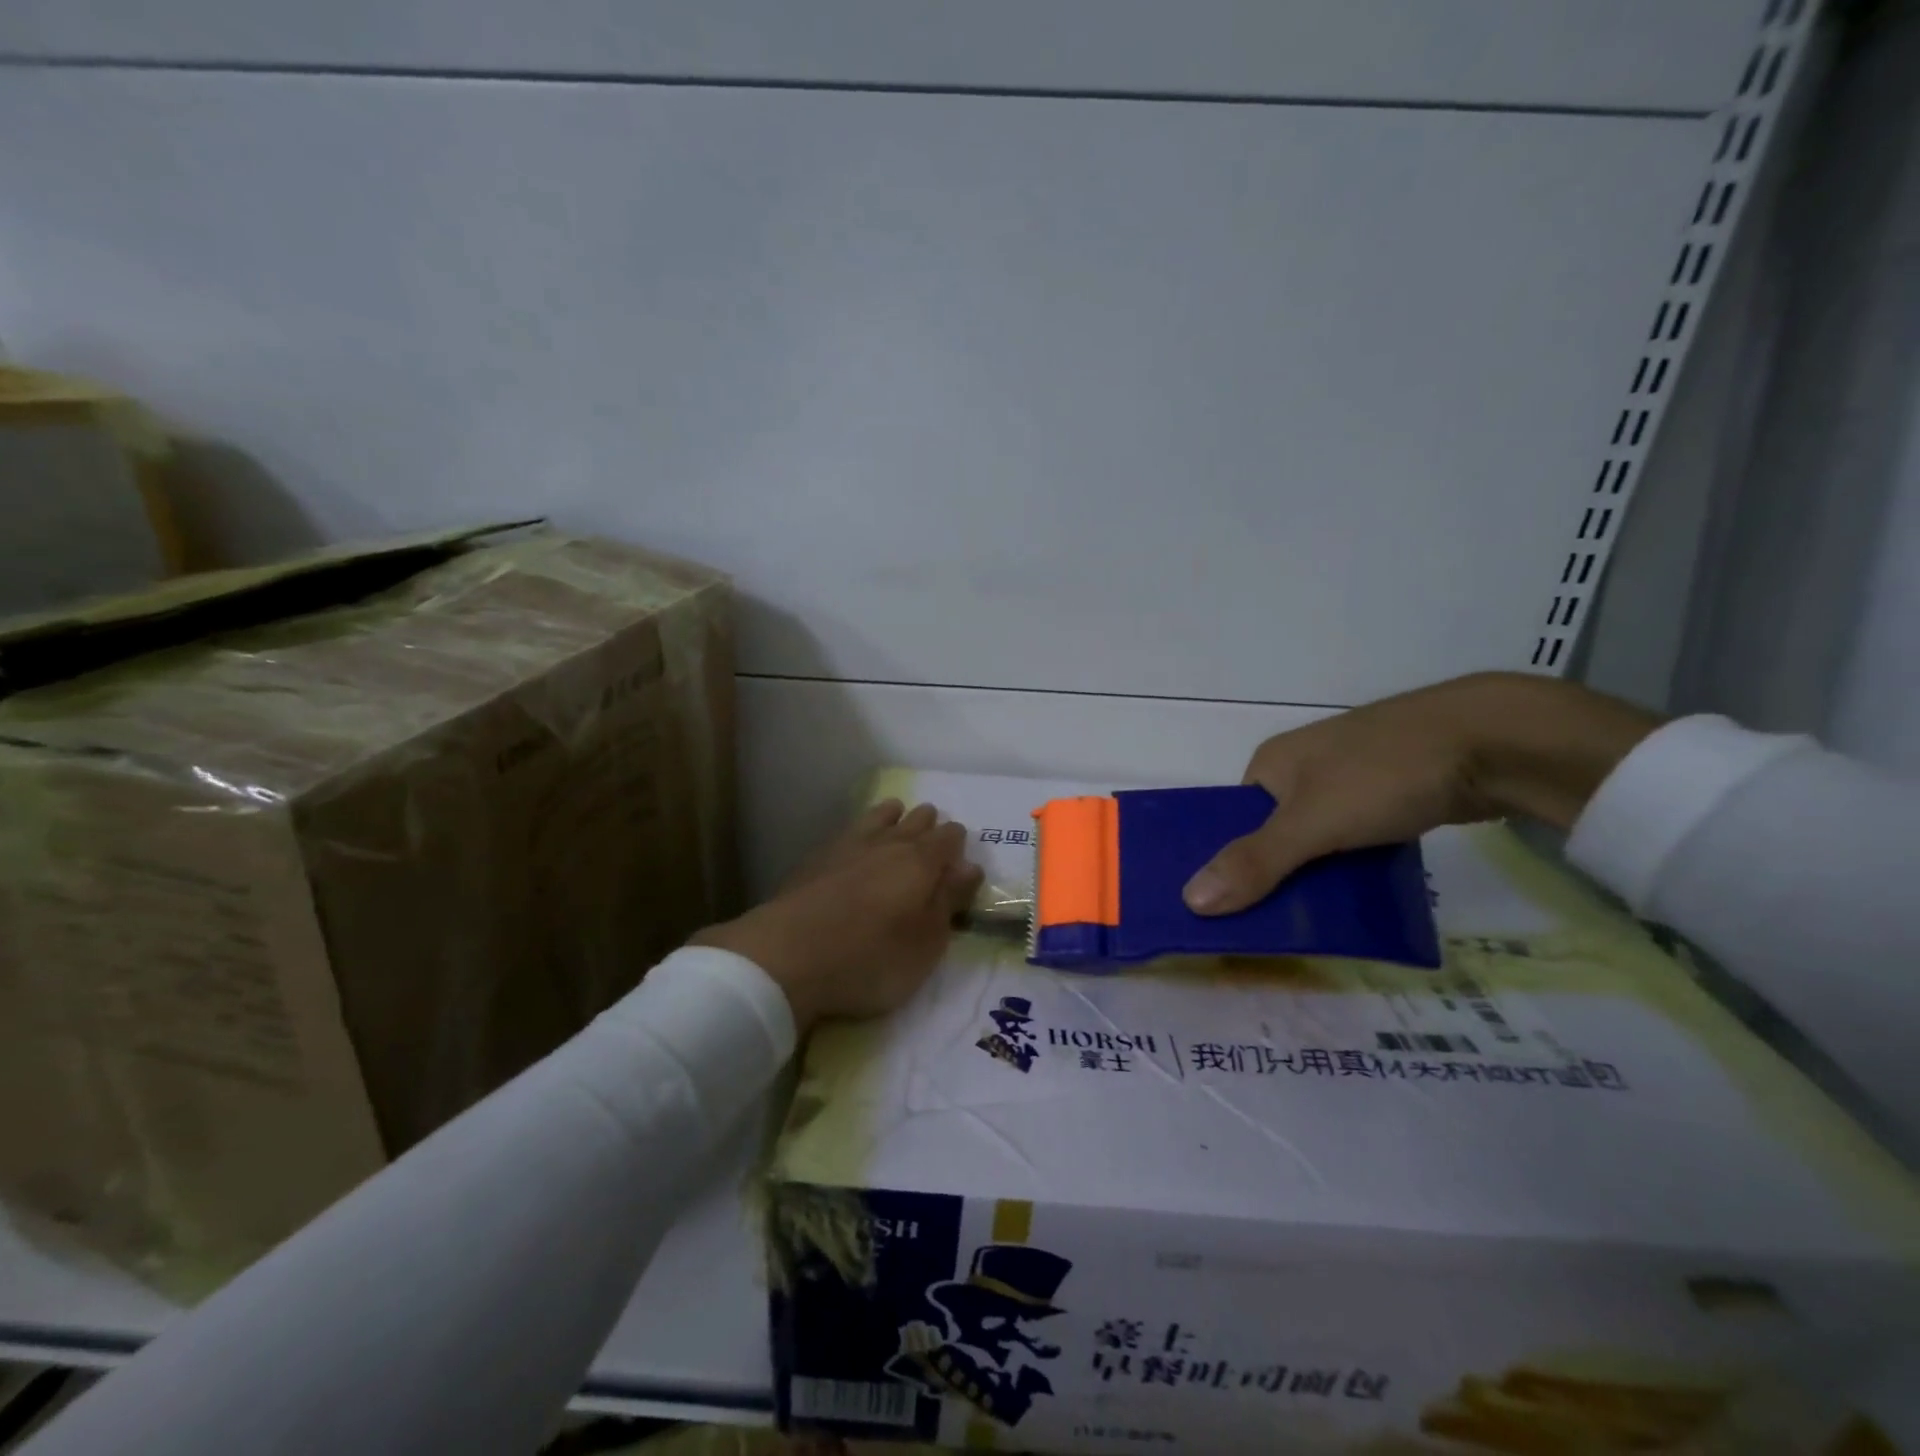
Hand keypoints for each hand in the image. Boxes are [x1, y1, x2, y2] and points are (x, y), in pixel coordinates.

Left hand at [693, 800, 982, 1031]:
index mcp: (921, 862)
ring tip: (896, 817)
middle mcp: (888, 843)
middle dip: (928, 824)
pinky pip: (848, 830)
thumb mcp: (926, 942)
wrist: (789, 954)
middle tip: (932, 832)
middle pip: (916, 820)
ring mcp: (848, 845)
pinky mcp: (816, 858)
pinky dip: (860, 829)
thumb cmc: (872, 957)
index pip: (949, 838)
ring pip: (879, 816)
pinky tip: (854, 840)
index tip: (958, 853)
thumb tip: (969, 866)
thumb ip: (948, 901)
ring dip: (893, 816)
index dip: (957, 843)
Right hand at [1182, 672, 1661, 915]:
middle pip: (1274, 831)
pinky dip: (1352, 862)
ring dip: (1317, 872)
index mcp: (1271, 763)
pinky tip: (1360, 892)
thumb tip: (1189, 901)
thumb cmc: (1383, 774)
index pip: (1233, 820)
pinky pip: (1355, 835)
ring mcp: (1350, 777)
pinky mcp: (1391, 791)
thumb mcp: (1312, 824)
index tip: (1231, 908)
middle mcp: (1303, 766)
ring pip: (1318, 836)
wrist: (1492, 740)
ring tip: (1316, 918)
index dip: (1229, 861)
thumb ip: (1256, 862)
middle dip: (1275, 874)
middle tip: (1276, 922)